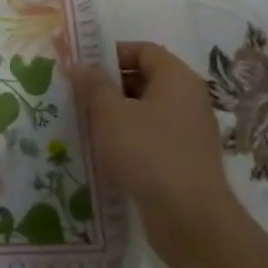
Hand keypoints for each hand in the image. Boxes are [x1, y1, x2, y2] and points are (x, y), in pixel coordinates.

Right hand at [71, 41, 242, 261]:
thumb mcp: (110, 114)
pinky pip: (152, 137)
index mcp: (177, 79)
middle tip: (77, 96)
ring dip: (116, 115)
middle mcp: (189, 100)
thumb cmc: (147, 153)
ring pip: (146, 111)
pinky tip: (105, 153)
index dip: (112, 53)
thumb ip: (93, 85)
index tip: (82, 68)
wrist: (189, 217)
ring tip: (85, 125)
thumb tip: (81, 65)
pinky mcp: (185, 160)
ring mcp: (190, 131)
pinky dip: (129, 139)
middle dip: (110, 86)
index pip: (144, 50)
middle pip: (145, 79)